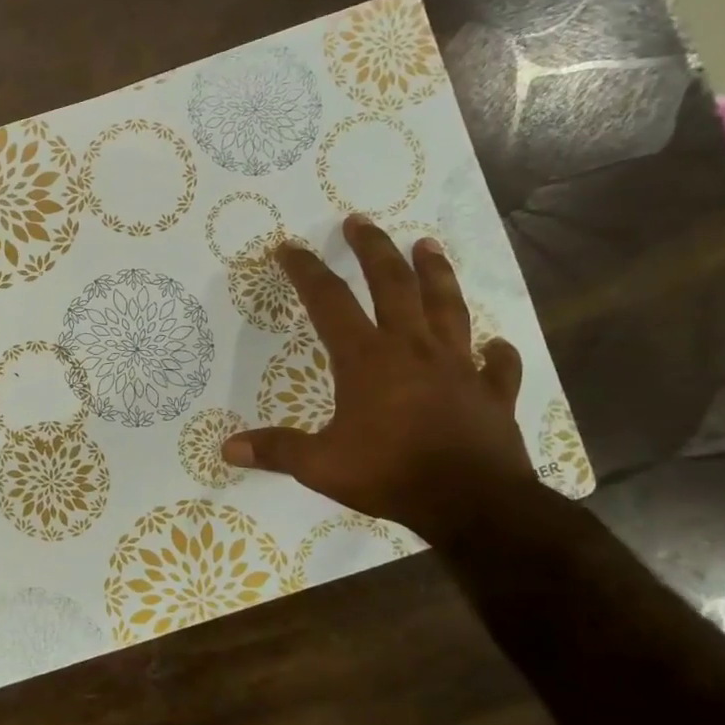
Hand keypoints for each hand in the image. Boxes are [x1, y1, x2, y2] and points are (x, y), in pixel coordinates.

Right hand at [222, 214, 536, 541]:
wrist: (472, 502)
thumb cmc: (389, 475)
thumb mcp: (320, 466)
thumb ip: (276, 450)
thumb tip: (226, 448)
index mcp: (367, 360)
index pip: (329, 303)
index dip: (306, 272)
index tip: (289, 248)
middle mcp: (413, 350)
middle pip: (393, 285)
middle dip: (374, 250)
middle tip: (360, 222)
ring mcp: (458, 367)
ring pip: (447, 307)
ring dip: (437, 273)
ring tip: (428, 245)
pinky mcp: (492, 393)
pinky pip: (497, 365)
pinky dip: (496, 352)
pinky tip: (495, 343)